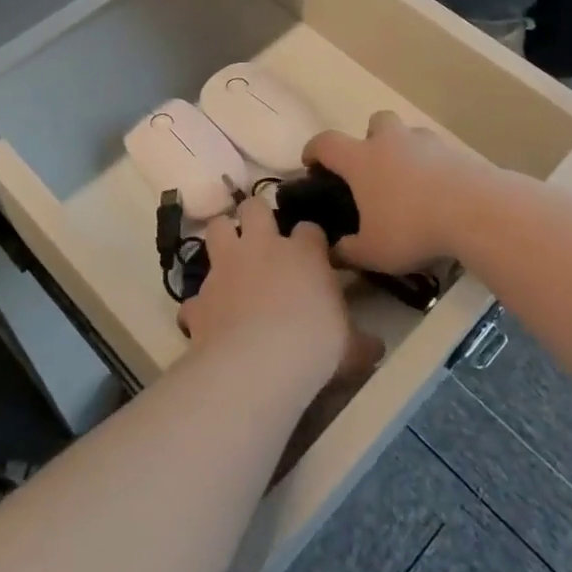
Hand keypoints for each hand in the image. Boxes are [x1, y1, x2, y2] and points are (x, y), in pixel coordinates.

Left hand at [178, 196, 368, 385]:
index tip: (313, 253)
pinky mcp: (198, 297)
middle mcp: (261, 248)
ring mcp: (225, 268)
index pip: (308, 228)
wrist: (258, 364)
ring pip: (216, 228)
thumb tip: (377, 348)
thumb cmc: (315, 347)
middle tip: (262, 236)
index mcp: (303, 253)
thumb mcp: (351, 348)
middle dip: (256, 216)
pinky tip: (209, 317)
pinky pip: (195, 295)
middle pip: (254, 207)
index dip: (310, 238)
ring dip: (222, 238)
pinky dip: (201, 303)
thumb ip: (361, 342)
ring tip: (230, 256)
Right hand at [303, 112, 492, 275]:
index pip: (327, 143)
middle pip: (375, 122)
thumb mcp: (372, 251)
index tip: (311, 163)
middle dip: (370, 139)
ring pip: (409, 135)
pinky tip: (440, 195)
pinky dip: (434, 168)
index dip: (314, 150)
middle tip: (373, 169)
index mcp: (361, 159)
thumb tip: (333, 252)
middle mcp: (391, 142)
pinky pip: (438, 154)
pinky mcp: (458, 152)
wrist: (476, 211)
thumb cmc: (411, 227)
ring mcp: (427, 143)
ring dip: (405, 151)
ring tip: (410, 184)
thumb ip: (348, 252)